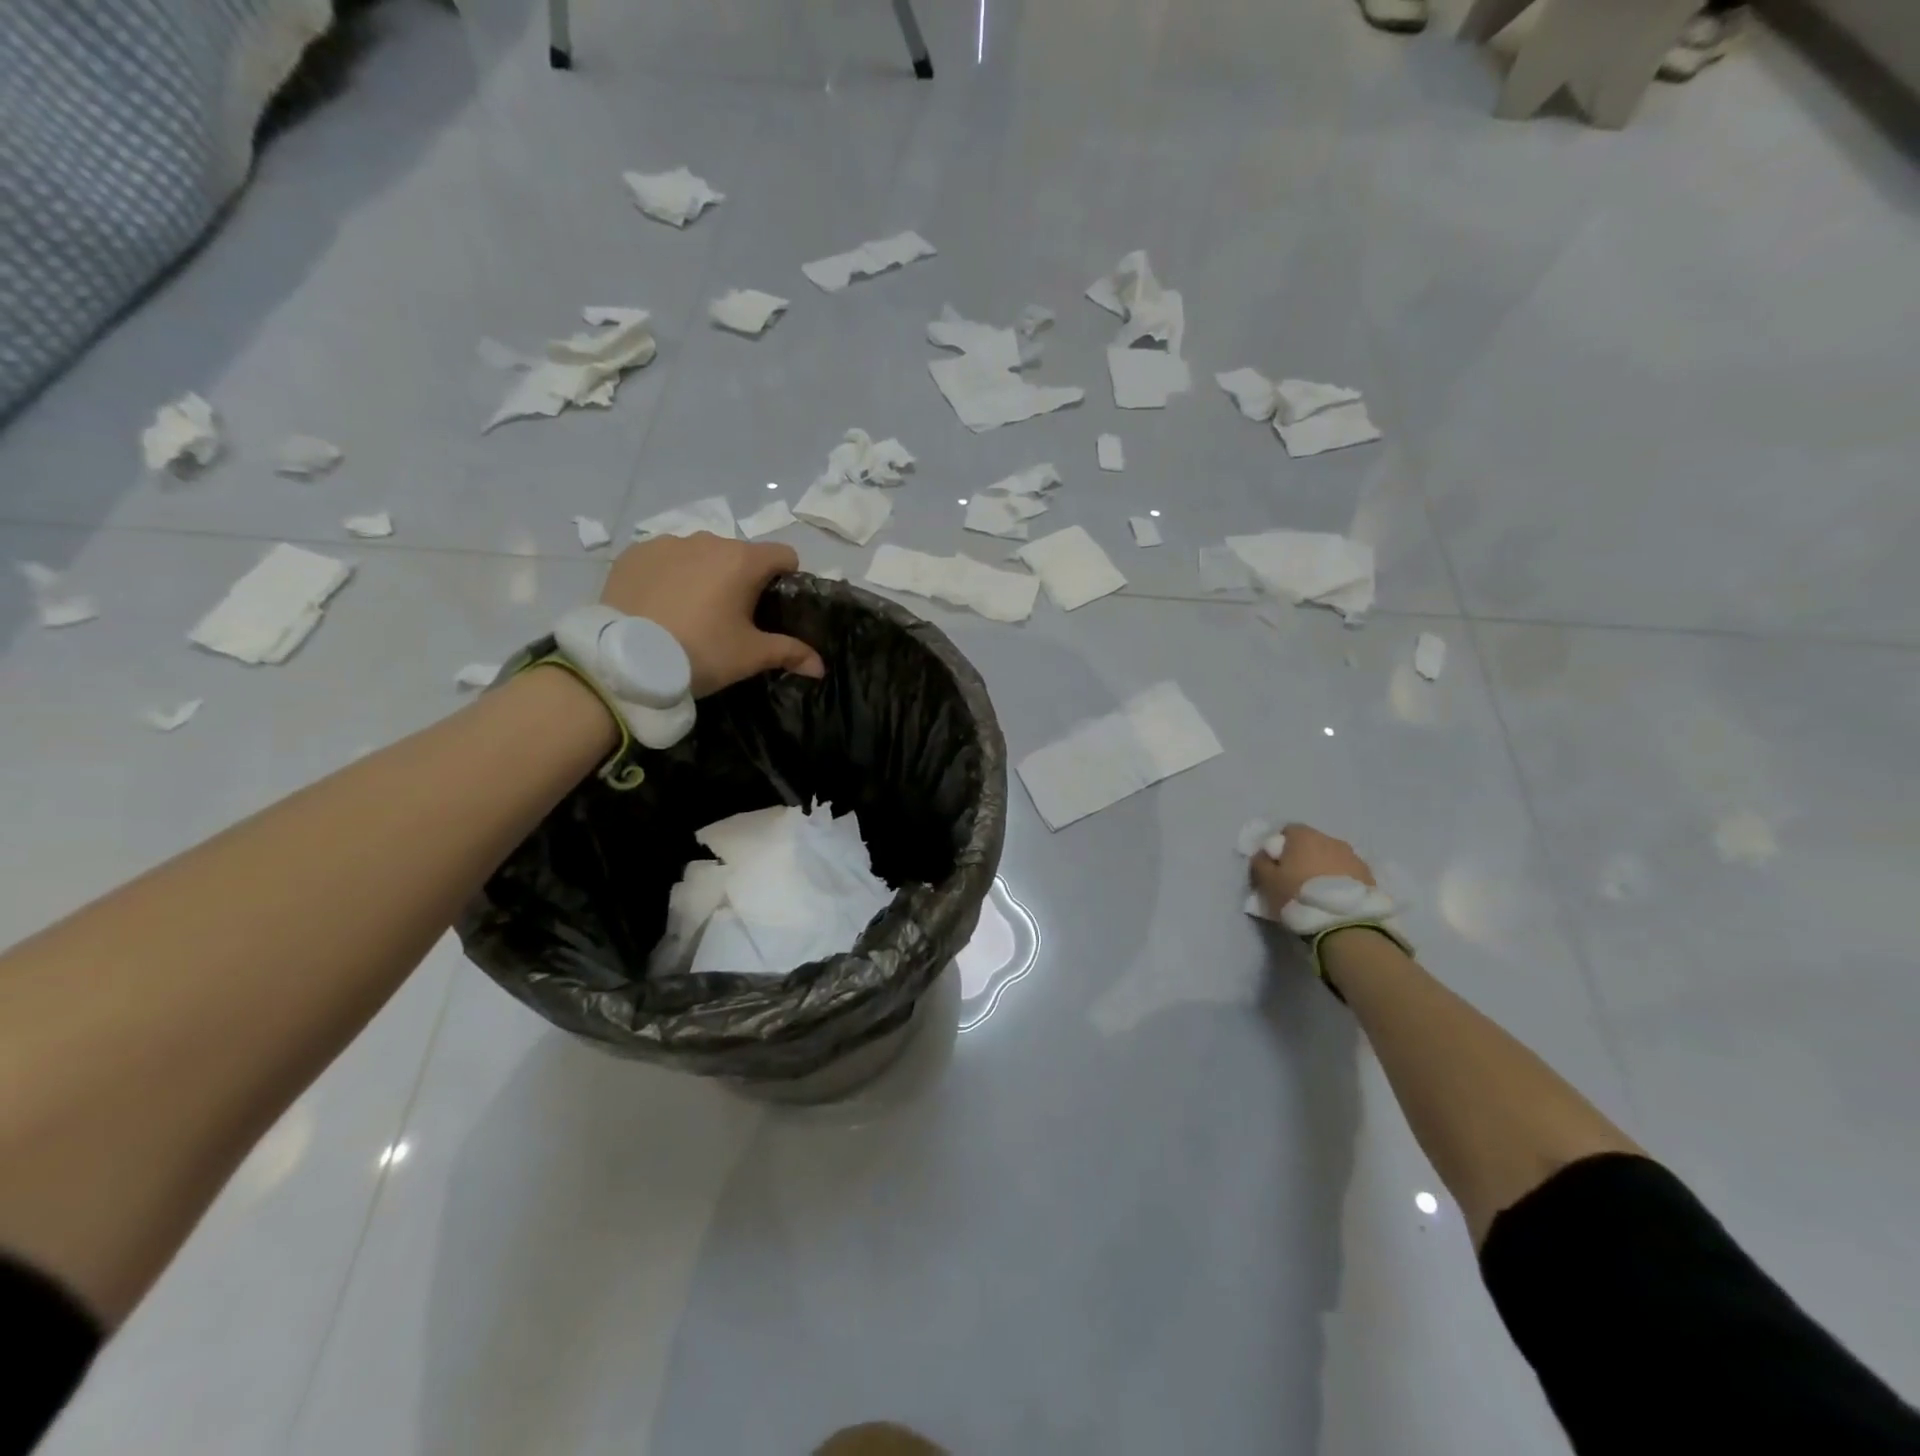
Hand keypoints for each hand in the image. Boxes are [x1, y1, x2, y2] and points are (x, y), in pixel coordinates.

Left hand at [602, 534, 825, 697]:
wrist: (624, 660)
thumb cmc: (700, 652)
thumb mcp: (750, 656)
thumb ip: (790, 653)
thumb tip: (821, 666)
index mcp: (743, 561)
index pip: (784, 555)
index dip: (787, 579)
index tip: (775, 607)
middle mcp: (708, 541)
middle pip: (740, 554)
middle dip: (742, 579)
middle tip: (731, 618)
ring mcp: (667, 543)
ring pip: (701, 554)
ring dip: (705, 574)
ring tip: (691, 611)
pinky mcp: (634, 554)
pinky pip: (665, 559)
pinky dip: (670, 576)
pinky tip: (660, 605)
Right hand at [1250, 823, 1374, 916]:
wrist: (1345, 923)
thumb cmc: (1298, 896)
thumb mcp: (1267, 881)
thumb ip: (1260, 863)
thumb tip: (1263, 854)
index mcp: (1304, 836)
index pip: (1288, 831)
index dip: (1279, 847)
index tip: (1276, 866)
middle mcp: (1331, 839)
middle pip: (1312, 843)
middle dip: (1303, 856)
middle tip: (1296, 880)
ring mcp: (1354, 857)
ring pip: (1332, 857)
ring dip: (1324, 868)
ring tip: (1318, 892)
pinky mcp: (1370, 876)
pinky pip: (1348, 873)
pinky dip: (1340, 881)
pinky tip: (1335, 898)